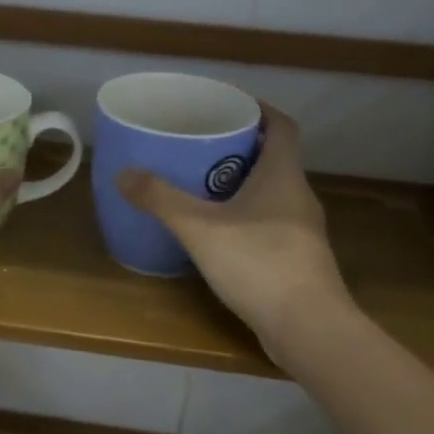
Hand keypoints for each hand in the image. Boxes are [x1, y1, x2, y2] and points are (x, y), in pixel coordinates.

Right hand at [117, 106, 348, 358]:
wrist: (309, 328)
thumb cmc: (259, 264)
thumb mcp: (201, 228)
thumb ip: (161, 200)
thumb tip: (124, 174)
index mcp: (283, 176)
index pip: (282, 127)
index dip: (259, 110)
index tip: (229, 105)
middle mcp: (298, 197)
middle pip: (274, 159)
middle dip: (240, 147)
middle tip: (201, 145)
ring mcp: (301, 231)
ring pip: (271, 194)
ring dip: (242, 184)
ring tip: (202, 186)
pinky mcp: (297, 260)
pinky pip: (269, 223)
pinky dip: (246, 217)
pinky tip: (219, 233)